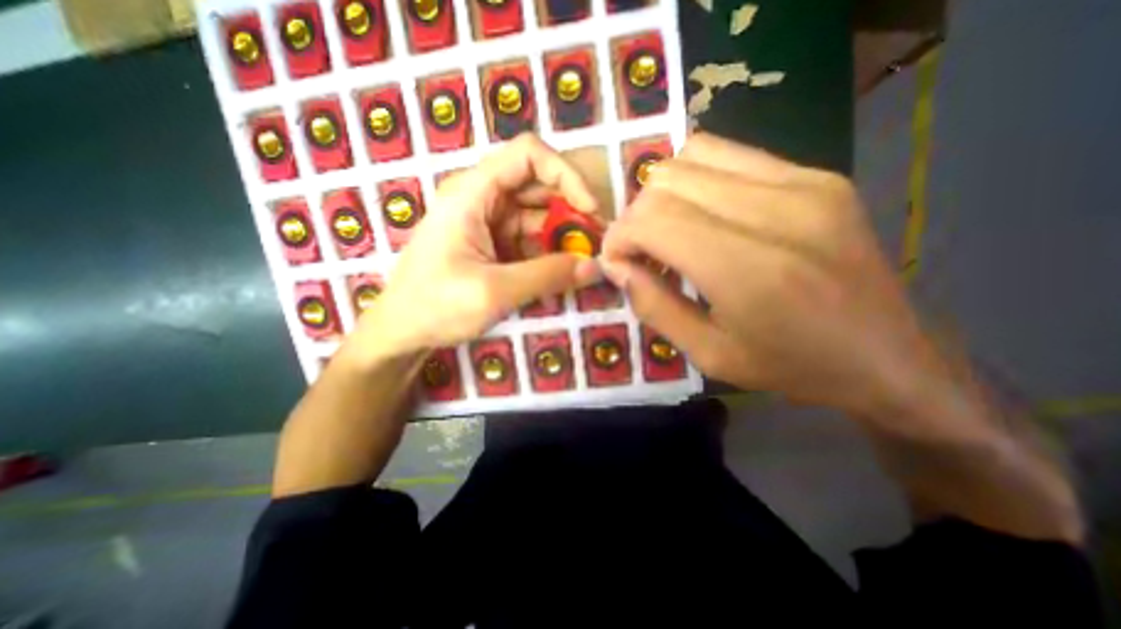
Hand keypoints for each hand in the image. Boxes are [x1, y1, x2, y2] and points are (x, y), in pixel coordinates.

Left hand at [353, 136, 609, 362]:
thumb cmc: (436, 307)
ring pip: (537, 216)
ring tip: (583, 265)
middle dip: (570, 211)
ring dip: (562, 237)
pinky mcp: (492, 245)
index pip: (528, 155)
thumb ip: (548, 276)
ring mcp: (487, 223)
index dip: (566, 175)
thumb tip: (595, 267)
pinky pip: (529, 241)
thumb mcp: (495, 292)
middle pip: (538, 186)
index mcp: (472, 193)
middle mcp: (481, 199)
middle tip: (595, 243)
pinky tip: (560, 276)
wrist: (402, 332)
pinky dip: (548, 255)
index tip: (590, 211)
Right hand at [599, 134, 938, 422]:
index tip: (616, 261)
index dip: (619, 236)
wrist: (888, 356)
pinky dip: (697, 180)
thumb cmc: (791, 367)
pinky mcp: (816, 174)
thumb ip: (653, 306)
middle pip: (666, 182)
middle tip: (641, 252)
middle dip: (635, 216)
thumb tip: (615, 265)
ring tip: (668, 229)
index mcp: (747, 270)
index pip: (652, 220)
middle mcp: (775, 212)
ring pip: (693, 156)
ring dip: (662, 193)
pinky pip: (729, 155)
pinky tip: (702, 213)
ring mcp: (802, 183)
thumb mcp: (708, 355)